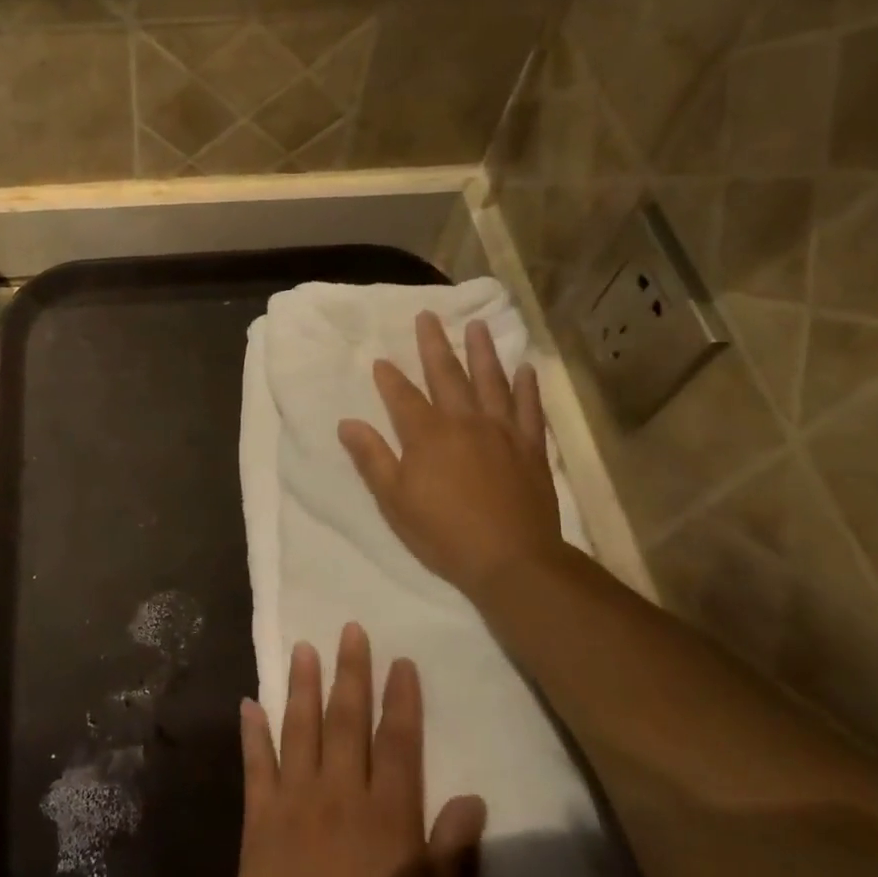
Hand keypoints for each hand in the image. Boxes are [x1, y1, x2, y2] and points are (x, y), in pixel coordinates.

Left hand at [229, 624, 486, 876]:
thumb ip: (451, 851)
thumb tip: (474, 797)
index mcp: (386, 813)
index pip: (398, 741)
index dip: (401, 699)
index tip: (400, 660)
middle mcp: (340, 791)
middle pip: (347, 719)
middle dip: (351, 671)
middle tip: (350, 629)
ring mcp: (295, 798)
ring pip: (300, 727)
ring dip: (302, 685)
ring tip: (303, 647)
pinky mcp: (259, 814)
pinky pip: (255, 763)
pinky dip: (251, 731)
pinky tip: (248, 702)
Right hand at [339, 312, 568, 605]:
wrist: (511, 560)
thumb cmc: (443, 532)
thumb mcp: (394, 500)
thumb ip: (371, 458)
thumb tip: (347, 424)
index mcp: (427, 434)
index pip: (402, 396)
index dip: (389, 378)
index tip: (381, 360)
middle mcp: (464, 421)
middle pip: (446, 374)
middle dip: (433, 345)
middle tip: (428, 316)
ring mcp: (502, 431)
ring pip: (491, 381)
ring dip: (482, 351)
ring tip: (477, 326)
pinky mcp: (530, 447)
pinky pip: (529, 408)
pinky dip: (527, 387)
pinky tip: (525, 369)